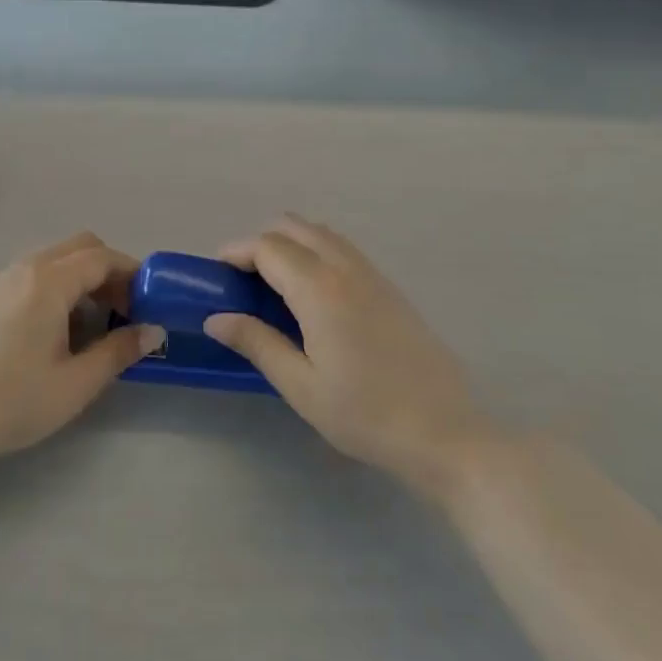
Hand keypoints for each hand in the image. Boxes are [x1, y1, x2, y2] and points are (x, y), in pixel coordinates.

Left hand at [0, 233, 164, 475]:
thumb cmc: (13, 400)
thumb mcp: (77, 382)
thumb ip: (119, 351)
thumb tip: (154, 331)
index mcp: (49, 280)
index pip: (103, 258)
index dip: (133, 276)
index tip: (150, 306)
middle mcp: (26, 268)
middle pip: (80, 248)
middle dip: (110, 272)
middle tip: (124, 312)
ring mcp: (3, 281)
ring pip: (56, 260)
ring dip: (84, 279)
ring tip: (96, 325)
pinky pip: (36, 275)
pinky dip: (60, 287)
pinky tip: (60, 331)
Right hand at [204, 216, 493, 482]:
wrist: (445, 432)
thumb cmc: (365, 414)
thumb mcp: (301, 386)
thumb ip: (257, 343)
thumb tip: (216, 318)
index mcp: (320, 289)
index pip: (268, 248)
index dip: (236, 253)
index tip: (216, 274)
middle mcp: (346, 269)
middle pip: (294, 227)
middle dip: (261, 243)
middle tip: (244, 282)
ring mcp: (373, 275)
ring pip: (322, 234)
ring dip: (291, 244)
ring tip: (274, 287)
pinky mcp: (390, 289)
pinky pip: (344, 250)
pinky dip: (316, 253)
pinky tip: (313, 297)